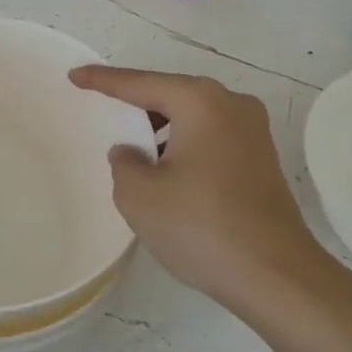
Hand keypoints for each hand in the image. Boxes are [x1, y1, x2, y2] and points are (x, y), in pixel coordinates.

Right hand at [70, 65, 333, 319]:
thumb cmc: (201, 226)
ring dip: (162, 127)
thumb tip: (133, 153)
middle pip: (172, 94)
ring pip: (194, 117)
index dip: (103, 80)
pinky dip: (184, 144)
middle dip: (137, 102)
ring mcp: (254, 133)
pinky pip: (211, 137)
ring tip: (132, 144)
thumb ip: (124, 163)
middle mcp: (232, 105)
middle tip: (103, 106)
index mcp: (201, 102)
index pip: (140, 83)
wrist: (276, 275)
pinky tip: (167, 168)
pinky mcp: (262, 160)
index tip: (76, 75)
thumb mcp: (140, 195)